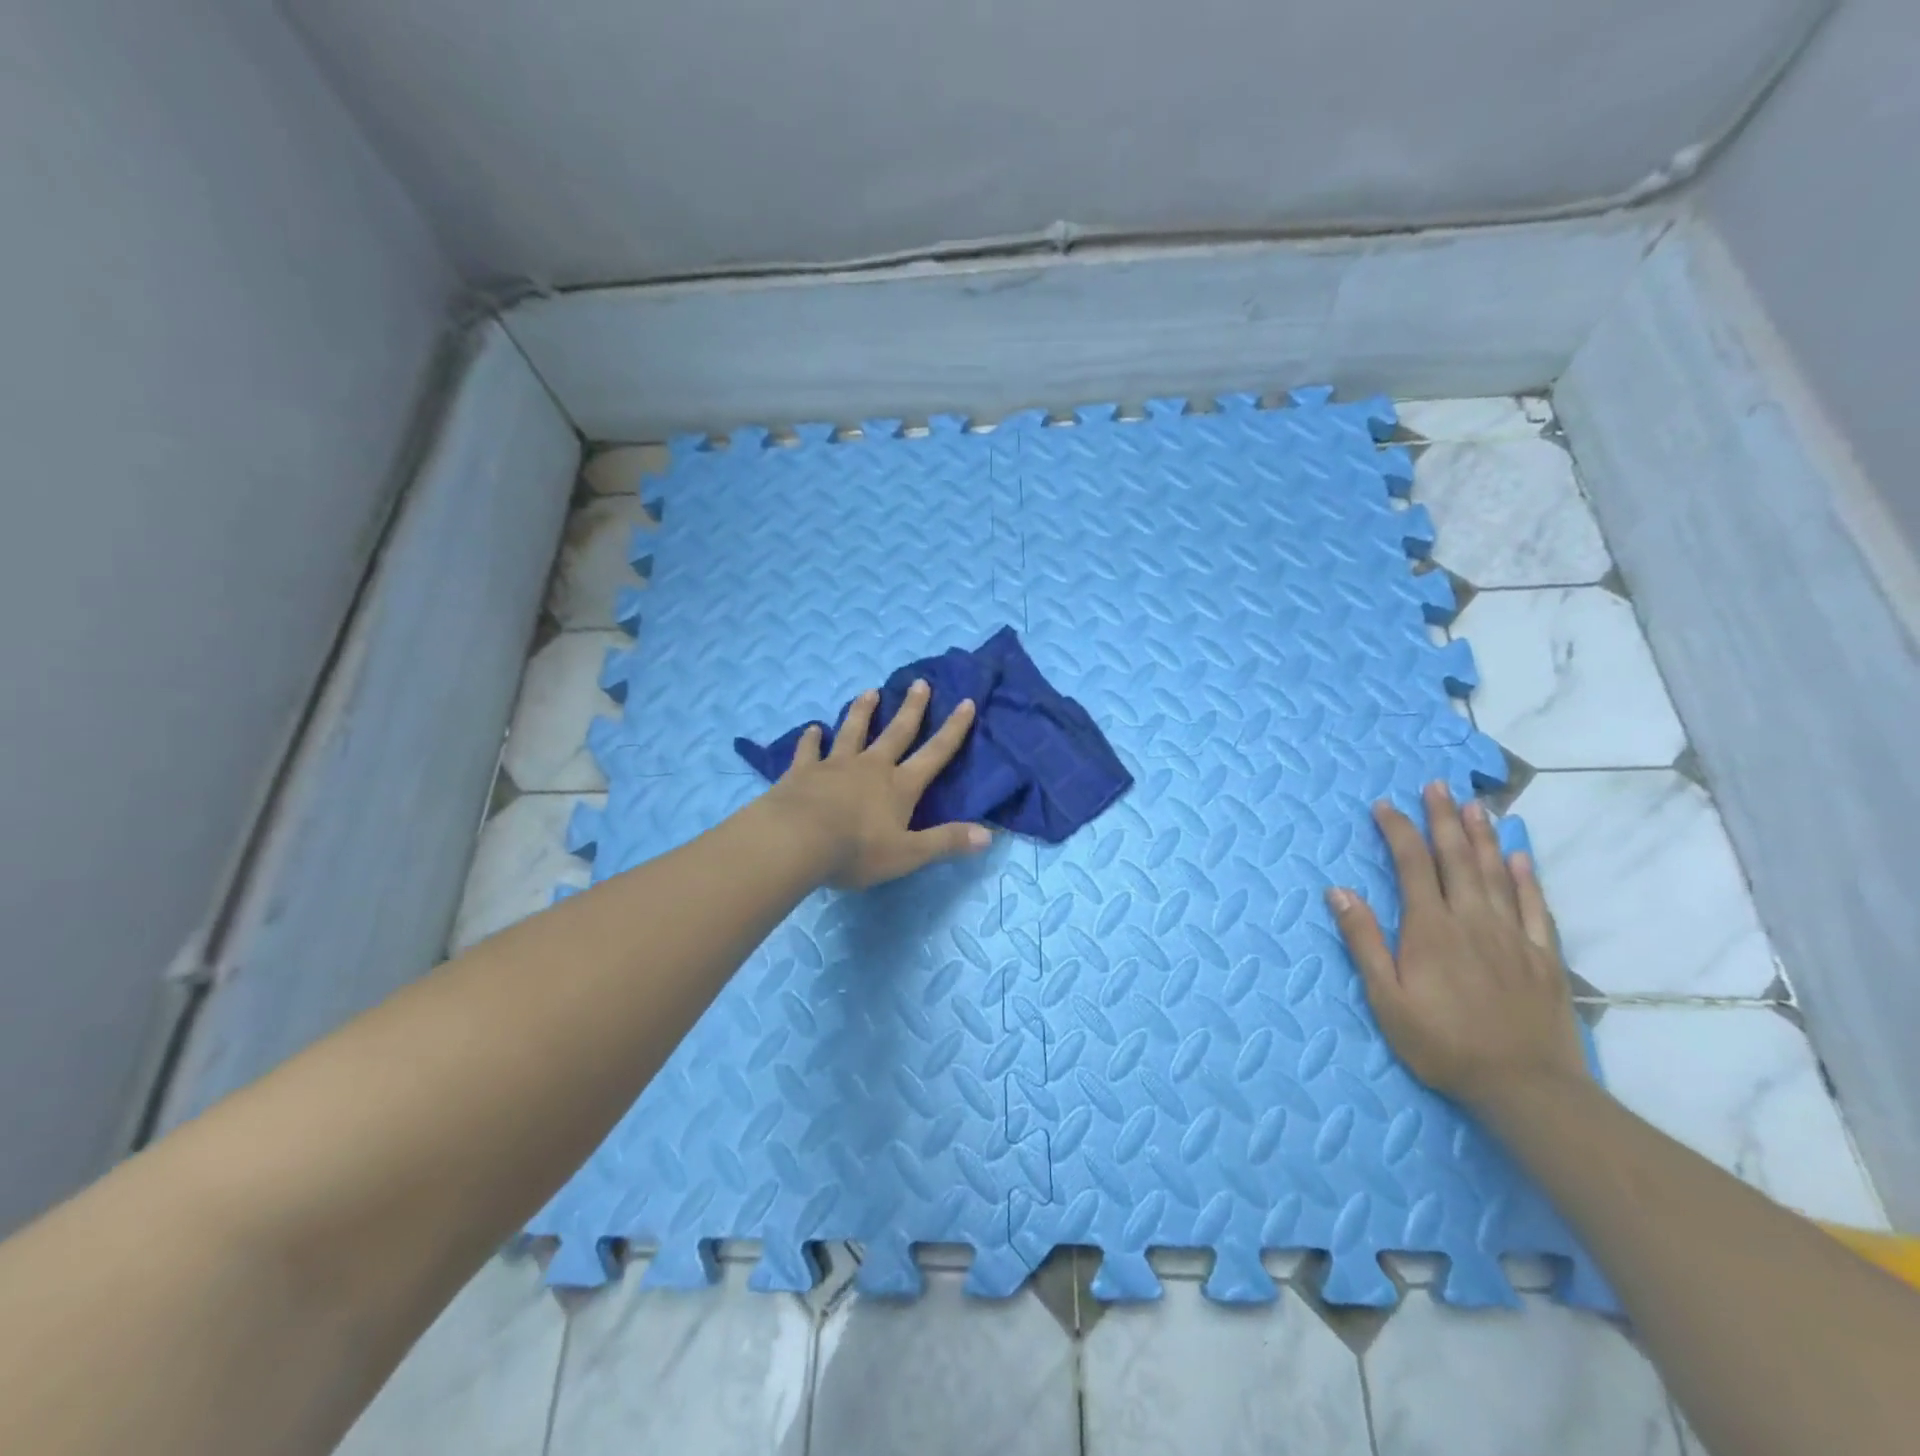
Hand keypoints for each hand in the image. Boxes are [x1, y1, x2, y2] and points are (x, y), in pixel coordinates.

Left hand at [761, 679, 991, 889]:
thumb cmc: (856, 851)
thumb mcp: (908, 854)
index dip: (953, 730)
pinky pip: (809, 750)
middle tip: (920, 682)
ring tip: (870, 692)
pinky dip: (811, 739)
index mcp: (899, 787)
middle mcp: (871, 767)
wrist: (796, 841)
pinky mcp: (802, 771)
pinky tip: (812, 729)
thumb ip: (946, 842)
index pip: (934, 754)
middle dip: (911, 708)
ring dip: (863, 711)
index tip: (965, 702)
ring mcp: (835, 766)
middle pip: (896, 732)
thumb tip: (988, 835)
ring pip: (853, 731)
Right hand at [1326, 781, 1587, 1110]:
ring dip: (1483, 836)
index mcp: (1430, 927)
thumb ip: (1363, 941)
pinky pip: (1534, 906)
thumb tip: (1339, 890)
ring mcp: (1512, 935)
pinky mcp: (1543, 957)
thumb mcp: (1386, 998)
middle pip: (1456, 857)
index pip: (1412, 864)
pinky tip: (1520, 856)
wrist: (1525, 1087)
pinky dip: (1526, 877)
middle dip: (1443, 818)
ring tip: (1475, 805)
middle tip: (1436, 785)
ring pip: (1496, 873)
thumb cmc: (1442, 1043)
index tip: (1384, 805)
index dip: (1397, 830)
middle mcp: (1472, 919)